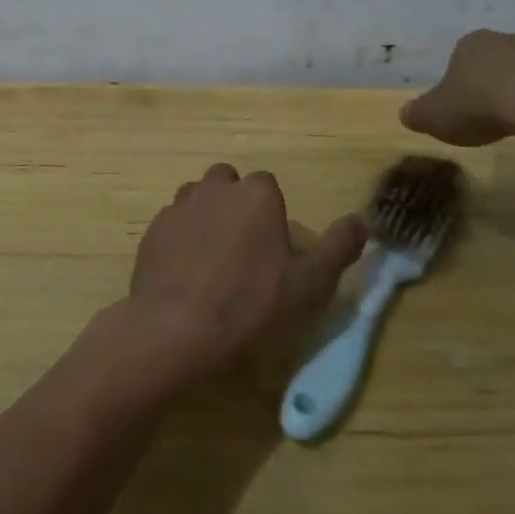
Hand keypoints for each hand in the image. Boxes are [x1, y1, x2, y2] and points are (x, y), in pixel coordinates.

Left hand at [128, 164, 367, 382]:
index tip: (273, 249)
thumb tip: (362, 220)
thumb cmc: (251, 304)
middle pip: (229, 184)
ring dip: (206, 217)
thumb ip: (339, 247)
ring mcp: (179, 206)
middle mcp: (216, 188)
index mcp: (257, 194)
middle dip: (236, 206)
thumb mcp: (310, 283)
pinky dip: (180, 238)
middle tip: (243, 250)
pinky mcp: (152, 229)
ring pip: (197, 199)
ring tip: (212, 260)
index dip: (271, 215)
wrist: (176, 329)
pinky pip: (172, 224)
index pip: (268, 186)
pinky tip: (185, 273)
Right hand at [401, 30, 514, 146]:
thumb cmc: (478, 104)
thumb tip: (406, 114)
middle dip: (489, 84)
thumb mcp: (434, 116)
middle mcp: (508, 40)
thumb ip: (417, 113)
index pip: (459, 58)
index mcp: (471, 43)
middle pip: (494, 62)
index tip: (458, 108)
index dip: (456, 83)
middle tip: (485, 116)